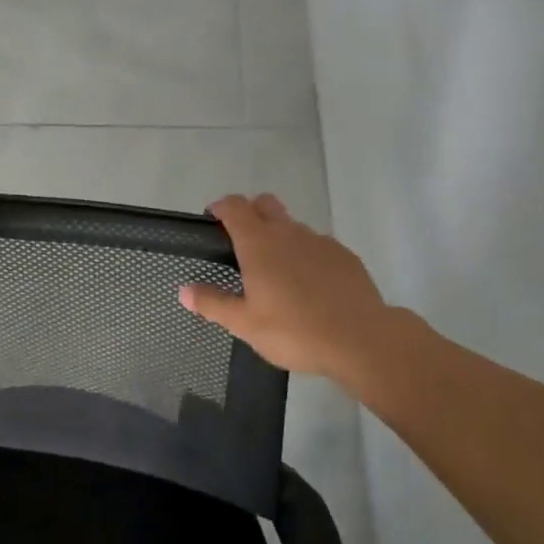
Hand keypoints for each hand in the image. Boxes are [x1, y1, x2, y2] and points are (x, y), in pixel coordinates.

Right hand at [180, 195, 392, 382]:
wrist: (360, 339)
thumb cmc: (294, 330)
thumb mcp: (245, 324)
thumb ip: (212, 303)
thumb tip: (183, 290)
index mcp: (258, 243)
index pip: (234, 205)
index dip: (221, 207)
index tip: (213, 220)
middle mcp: (288, 232)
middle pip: (264, 204)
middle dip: (250, 213)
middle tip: (242, 244)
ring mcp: (319, 241)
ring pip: (292, 226)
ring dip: (280, 237)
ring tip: (278, 273)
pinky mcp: (344, 255)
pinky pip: (318, 245)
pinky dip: (307, 255)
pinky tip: (310, 285)